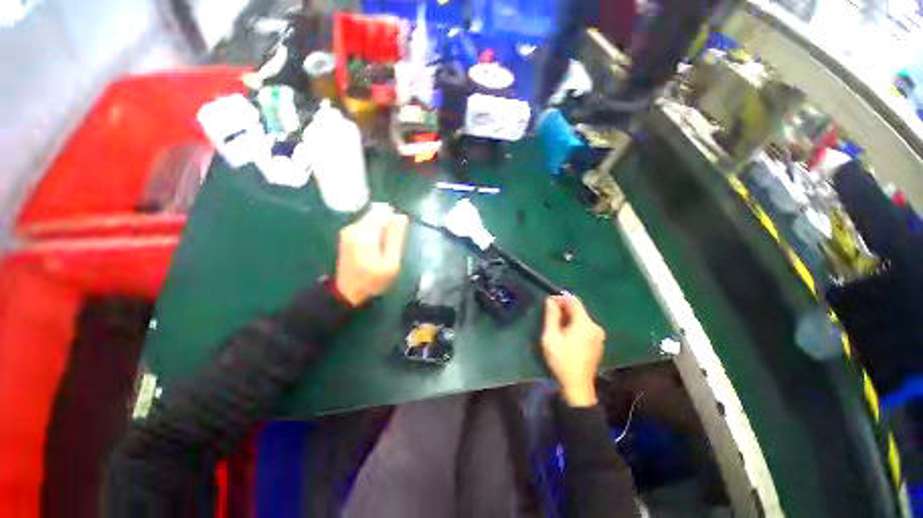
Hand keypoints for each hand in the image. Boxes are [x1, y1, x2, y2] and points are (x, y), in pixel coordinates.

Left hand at [335, 204, 408, 305]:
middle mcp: (354, 227)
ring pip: (371, 218)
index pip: (383, 212)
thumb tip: (402, 216)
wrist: (348, 293)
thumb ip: (396, 238)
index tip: (400, 235)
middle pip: (376, 213)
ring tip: (386, 246)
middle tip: (393, 243)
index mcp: (364, 233)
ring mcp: (348, 230)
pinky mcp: (347, 234)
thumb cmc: (373, 280)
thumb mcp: (391, 262)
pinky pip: (366, 224)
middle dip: (388, 223)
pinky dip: (375, 231)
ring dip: (382, 228)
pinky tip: (377, 246)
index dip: (395, 219)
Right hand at [540, 295, 605, 406]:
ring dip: (568, 317)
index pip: (573, 301)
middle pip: (578, 309)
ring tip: (555, 324)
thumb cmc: (562, 360)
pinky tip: (566, 334)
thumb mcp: (551, 337)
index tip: (548, 302)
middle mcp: (595, 326)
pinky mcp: (598, 343)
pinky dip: (575, 326)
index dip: (560, 298)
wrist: (577, 386)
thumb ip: (551, 316)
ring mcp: (598, 335)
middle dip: (563, 308)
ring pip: (581, 318)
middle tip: (549, 314)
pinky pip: (585, 327)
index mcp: (584, 323)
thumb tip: (550, 300)